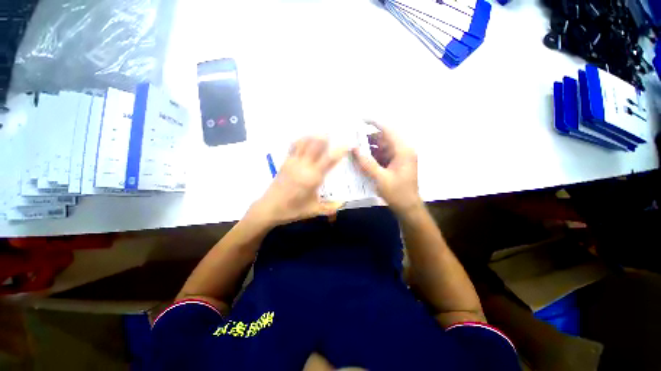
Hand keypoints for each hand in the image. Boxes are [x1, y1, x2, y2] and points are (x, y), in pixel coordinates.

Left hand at [248, 136, 347, 227]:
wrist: (269, 208)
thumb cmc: (292, 210)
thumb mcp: (313, 210)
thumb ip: (330, 207)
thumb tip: (342, 204)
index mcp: (313, 177)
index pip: (329, 159)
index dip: (339, 150)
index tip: (346, 145)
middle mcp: (304, 166)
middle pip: (315, 144)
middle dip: (326, 137)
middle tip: (334, 133)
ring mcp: (293, 162)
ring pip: (304, 142)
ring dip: (314, 136)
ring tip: (321, 133)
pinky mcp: (285, 162)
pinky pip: (294, 146)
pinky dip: (301, 140)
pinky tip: (306, 139)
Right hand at [353, 121, 421, 215]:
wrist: (408, 207)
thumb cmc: (397, 193)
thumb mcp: (380, 178)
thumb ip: (367, 163)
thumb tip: (354, 149)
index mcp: (403, 150)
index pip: (388, 130)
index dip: (374, 122)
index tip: (360, 118)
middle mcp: (403, 150)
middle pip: (384, 137)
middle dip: (368, 137)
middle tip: (352, 138)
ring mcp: (400, 157)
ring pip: (382, 146)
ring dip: (369, 147)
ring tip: (354, 148)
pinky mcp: (396, 163)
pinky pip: (383, 154)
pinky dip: (373, 155)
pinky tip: (361, 158)